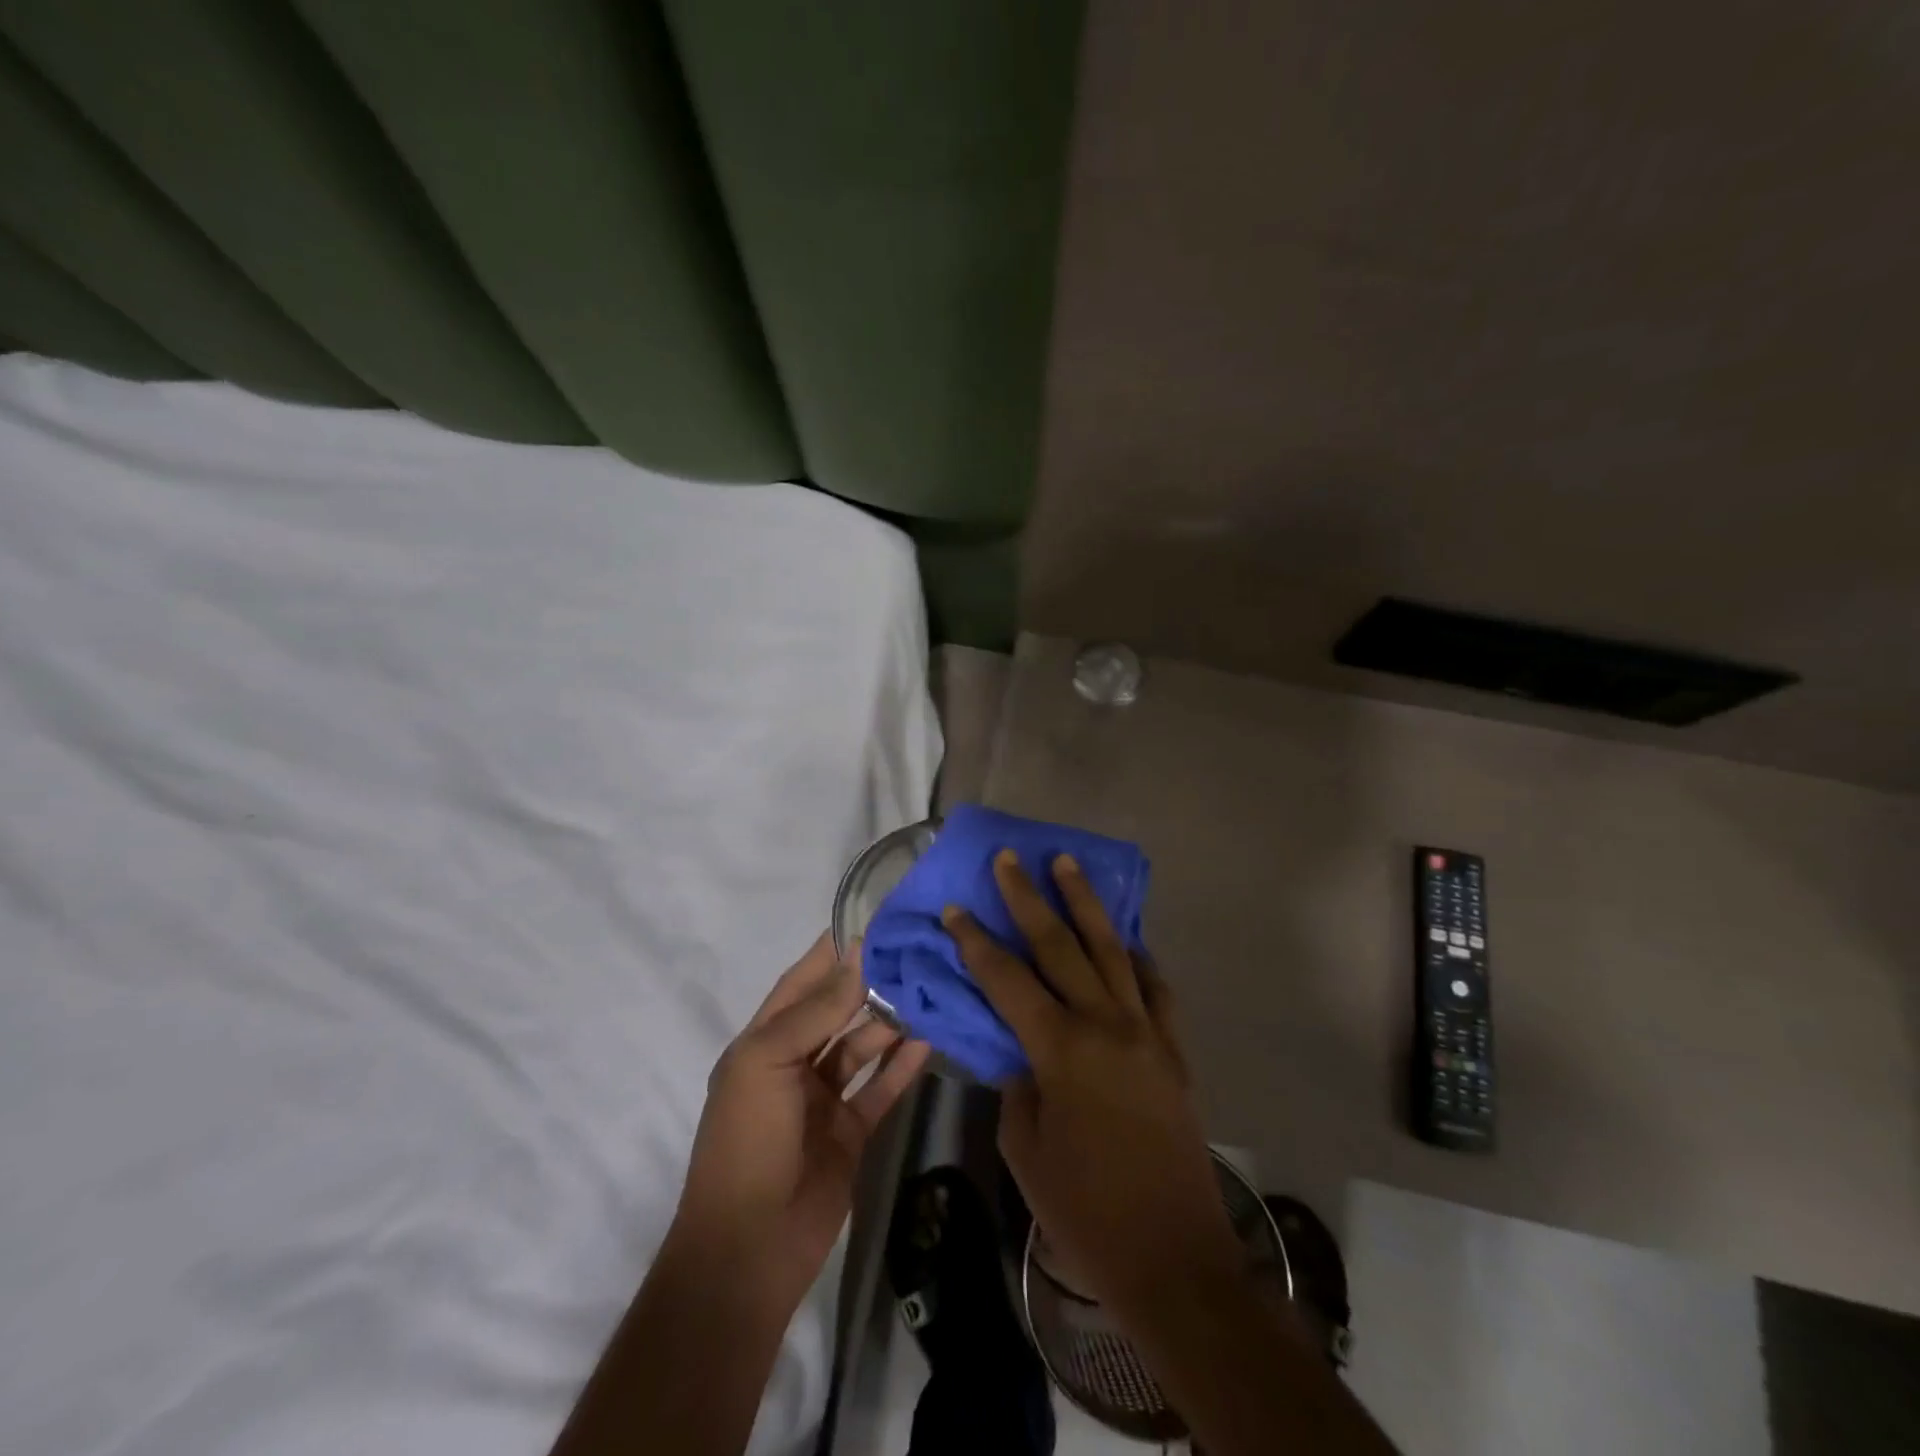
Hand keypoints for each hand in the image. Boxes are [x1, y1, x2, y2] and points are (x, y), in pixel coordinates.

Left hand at [673, 933, 929, 1312]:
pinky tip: (930, 1040)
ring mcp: (824, 1099)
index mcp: (762, 1044)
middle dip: (869, 984)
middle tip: (913, 954)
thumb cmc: (747, 1141)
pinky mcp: (851, 1132)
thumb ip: (815, 1011)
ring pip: (863, 1047)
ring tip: (928, 990)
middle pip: (836, 1012)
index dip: (831, 954)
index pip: (800, 984)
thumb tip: (855, 957)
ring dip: (890, 1022)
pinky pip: (881, 1088)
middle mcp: (794, 1064)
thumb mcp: (768, 1063)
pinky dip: (903, 1065)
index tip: (871, 924)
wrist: (748, 1250)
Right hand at [943, 852, 1240, 1313]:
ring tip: (1068, 863)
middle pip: (1060, 945)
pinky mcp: (1173, 1047)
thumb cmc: (1085, 1211)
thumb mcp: (1026, 1150)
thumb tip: (1018, 1049)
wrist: (1175, 1258)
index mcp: (1061, 1051)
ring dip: (1086, 903)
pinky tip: (1124, 940)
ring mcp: (1146, 1031)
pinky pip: (1153, 986)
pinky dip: (1136, 957)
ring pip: (1111, 949)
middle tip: (1010, 859)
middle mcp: (1106, 1025)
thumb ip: (1017, 1085)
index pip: (1007, 980)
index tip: (955, 908)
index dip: (976, 942)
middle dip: (1029, 898)